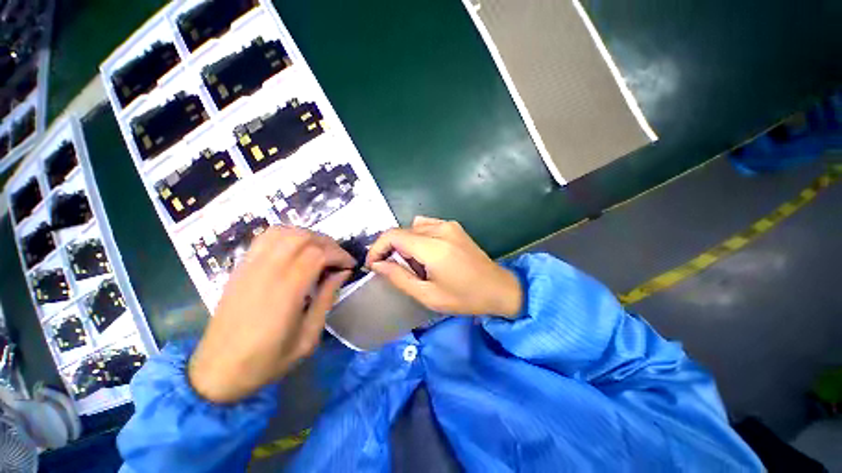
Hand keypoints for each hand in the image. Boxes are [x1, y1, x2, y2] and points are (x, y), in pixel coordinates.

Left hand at [188, 227, 354, 403]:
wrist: (216, 371)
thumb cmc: (266, 361)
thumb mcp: (308, 338)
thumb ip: (327, 300)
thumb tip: (342, 273)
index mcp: (285, 292)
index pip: (318, 254)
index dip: (339, 255)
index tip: (350, 266)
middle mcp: (267, 272)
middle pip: (303, 238)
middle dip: (328, 244)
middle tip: (339, 259)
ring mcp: (250, 266)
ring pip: (285, 232)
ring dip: (309, 236)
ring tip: (321, 252)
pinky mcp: (241, 267)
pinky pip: (266, 237)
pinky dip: (288, 235)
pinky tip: (297, 249)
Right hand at [365, 216, 522, 316]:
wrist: (498, 288)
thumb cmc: (465, 298)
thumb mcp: (428, 295)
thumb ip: (399, 277)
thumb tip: (378, 264)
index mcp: (433, 247)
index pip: (393, 235)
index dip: (377, 248)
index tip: (373, 265)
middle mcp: (440, 229)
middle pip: (402, 231)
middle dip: (391, 249)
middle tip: (395, 270)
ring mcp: (448, 225)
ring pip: (413, 228)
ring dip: (405, 244)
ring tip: (414, 264)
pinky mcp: (454, 226)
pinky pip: (426, 225)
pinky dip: (418, 237)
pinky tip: (426, 253)